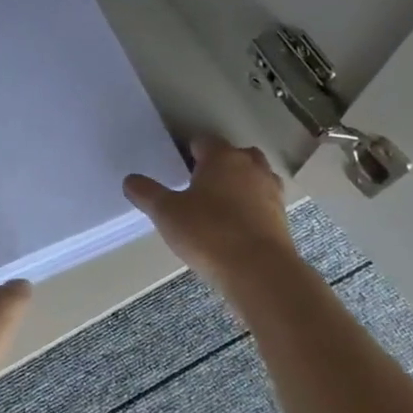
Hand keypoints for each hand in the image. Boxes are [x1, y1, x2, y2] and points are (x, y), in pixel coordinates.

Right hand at [122, 136, 296, 292]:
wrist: (259, 271)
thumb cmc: (208, 233)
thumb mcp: (166, 213)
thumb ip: (146, 193)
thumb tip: (130, 180)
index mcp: (222, 158)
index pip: (203, 141)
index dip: (188, 151)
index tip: (176, 168)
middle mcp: (251, 167)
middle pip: (235, 154)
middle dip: (219, 165)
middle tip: (198, 184)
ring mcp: (271, 192)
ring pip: (254, 177)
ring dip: (239, 184)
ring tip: (218, 205)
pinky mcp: (282, 218)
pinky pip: (263, 203)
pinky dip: (251, 208)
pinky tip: (235, 227)